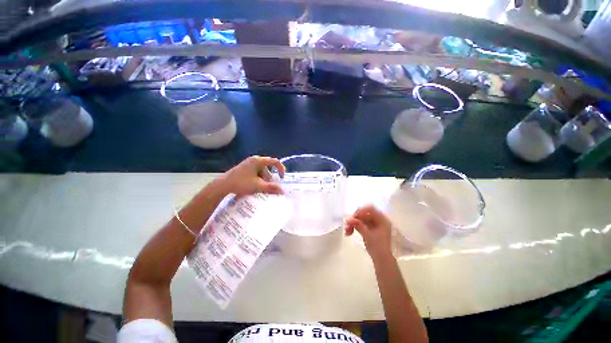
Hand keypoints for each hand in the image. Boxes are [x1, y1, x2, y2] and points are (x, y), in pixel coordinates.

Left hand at [219, 156, 285, 196]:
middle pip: (268, 168)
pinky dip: (258, 178)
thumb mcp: (258, 186)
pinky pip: (256, 172)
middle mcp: (254, 159)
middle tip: (269, 186)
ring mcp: (248, 163)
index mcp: (258, 161)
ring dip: (264, 179)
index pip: (274, 161)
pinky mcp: (245, 168)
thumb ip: (271, 188)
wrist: (223, 185)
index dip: (281, 168)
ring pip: (262, 171)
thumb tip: (283, 190)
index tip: (282, 177)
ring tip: (261, 188)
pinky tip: (255, 186)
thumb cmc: (241, 183)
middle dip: (270, 177)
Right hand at [345, 205, 393, 261]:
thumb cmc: (378, 248)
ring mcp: (374, 225)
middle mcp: (379, 221)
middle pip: (364, 214)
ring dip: (353, 223)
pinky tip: (349, 233)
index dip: (361, 211)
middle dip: (355, 219)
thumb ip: (358, 225)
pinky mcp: (370, 230)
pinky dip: (355, 227)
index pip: (370, 209)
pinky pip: (361, 225)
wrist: (383, 262)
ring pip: (361, 220)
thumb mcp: (367, 235)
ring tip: (347, 231)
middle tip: (347, 225)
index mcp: (382, 220)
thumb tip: (348, 218)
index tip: (353, 217)